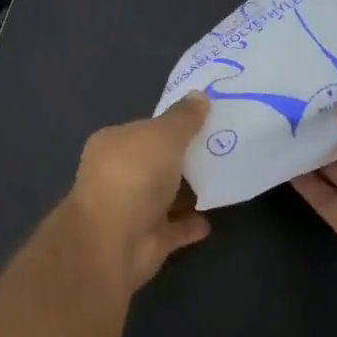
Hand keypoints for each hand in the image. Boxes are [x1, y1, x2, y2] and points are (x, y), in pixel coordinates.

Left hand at [67, 95, 211, 292]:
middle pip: (156, 161)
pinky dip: (190, 224)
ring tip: (223, 178)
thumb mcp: (162, 136)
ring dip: (189, 190)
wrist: (113, 241)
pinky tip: (211, 219)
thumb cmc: (133, 176)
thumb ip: (183, 118)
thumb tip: (200, 95)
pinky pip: (174, 228)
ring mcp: (132, 209)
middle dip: (183, 157)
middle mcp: (118, 174)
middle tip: (223, 146)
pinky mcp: (147, 240)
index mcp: (113, 144)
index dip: (172, 124)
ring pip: (165, 196)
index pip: (145, 128)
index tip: (206, 120)